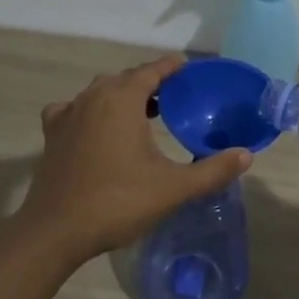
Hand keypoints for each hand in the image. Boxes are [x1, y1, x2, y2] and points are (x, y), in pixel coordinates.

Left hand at [19, 56, 252, 263]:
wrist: (55, 231)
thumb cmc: (117, 201)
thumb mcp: (173, 188)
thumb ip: (212, 170)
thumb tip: (246, 155)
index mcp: (123, 98)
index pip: (152, 70)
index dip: (171, 67)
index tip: (188, 68)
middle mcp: (94, 96)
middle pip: (127, 78)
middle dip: (150, 82)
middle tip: (173, 97)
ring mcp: (69, 114)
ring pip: (100, 92)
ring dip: (121, 95)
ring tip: (142, 112)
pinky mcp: (52, 134)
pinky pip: (73, 109)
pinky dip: (87, 111)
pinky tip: (93, 127)